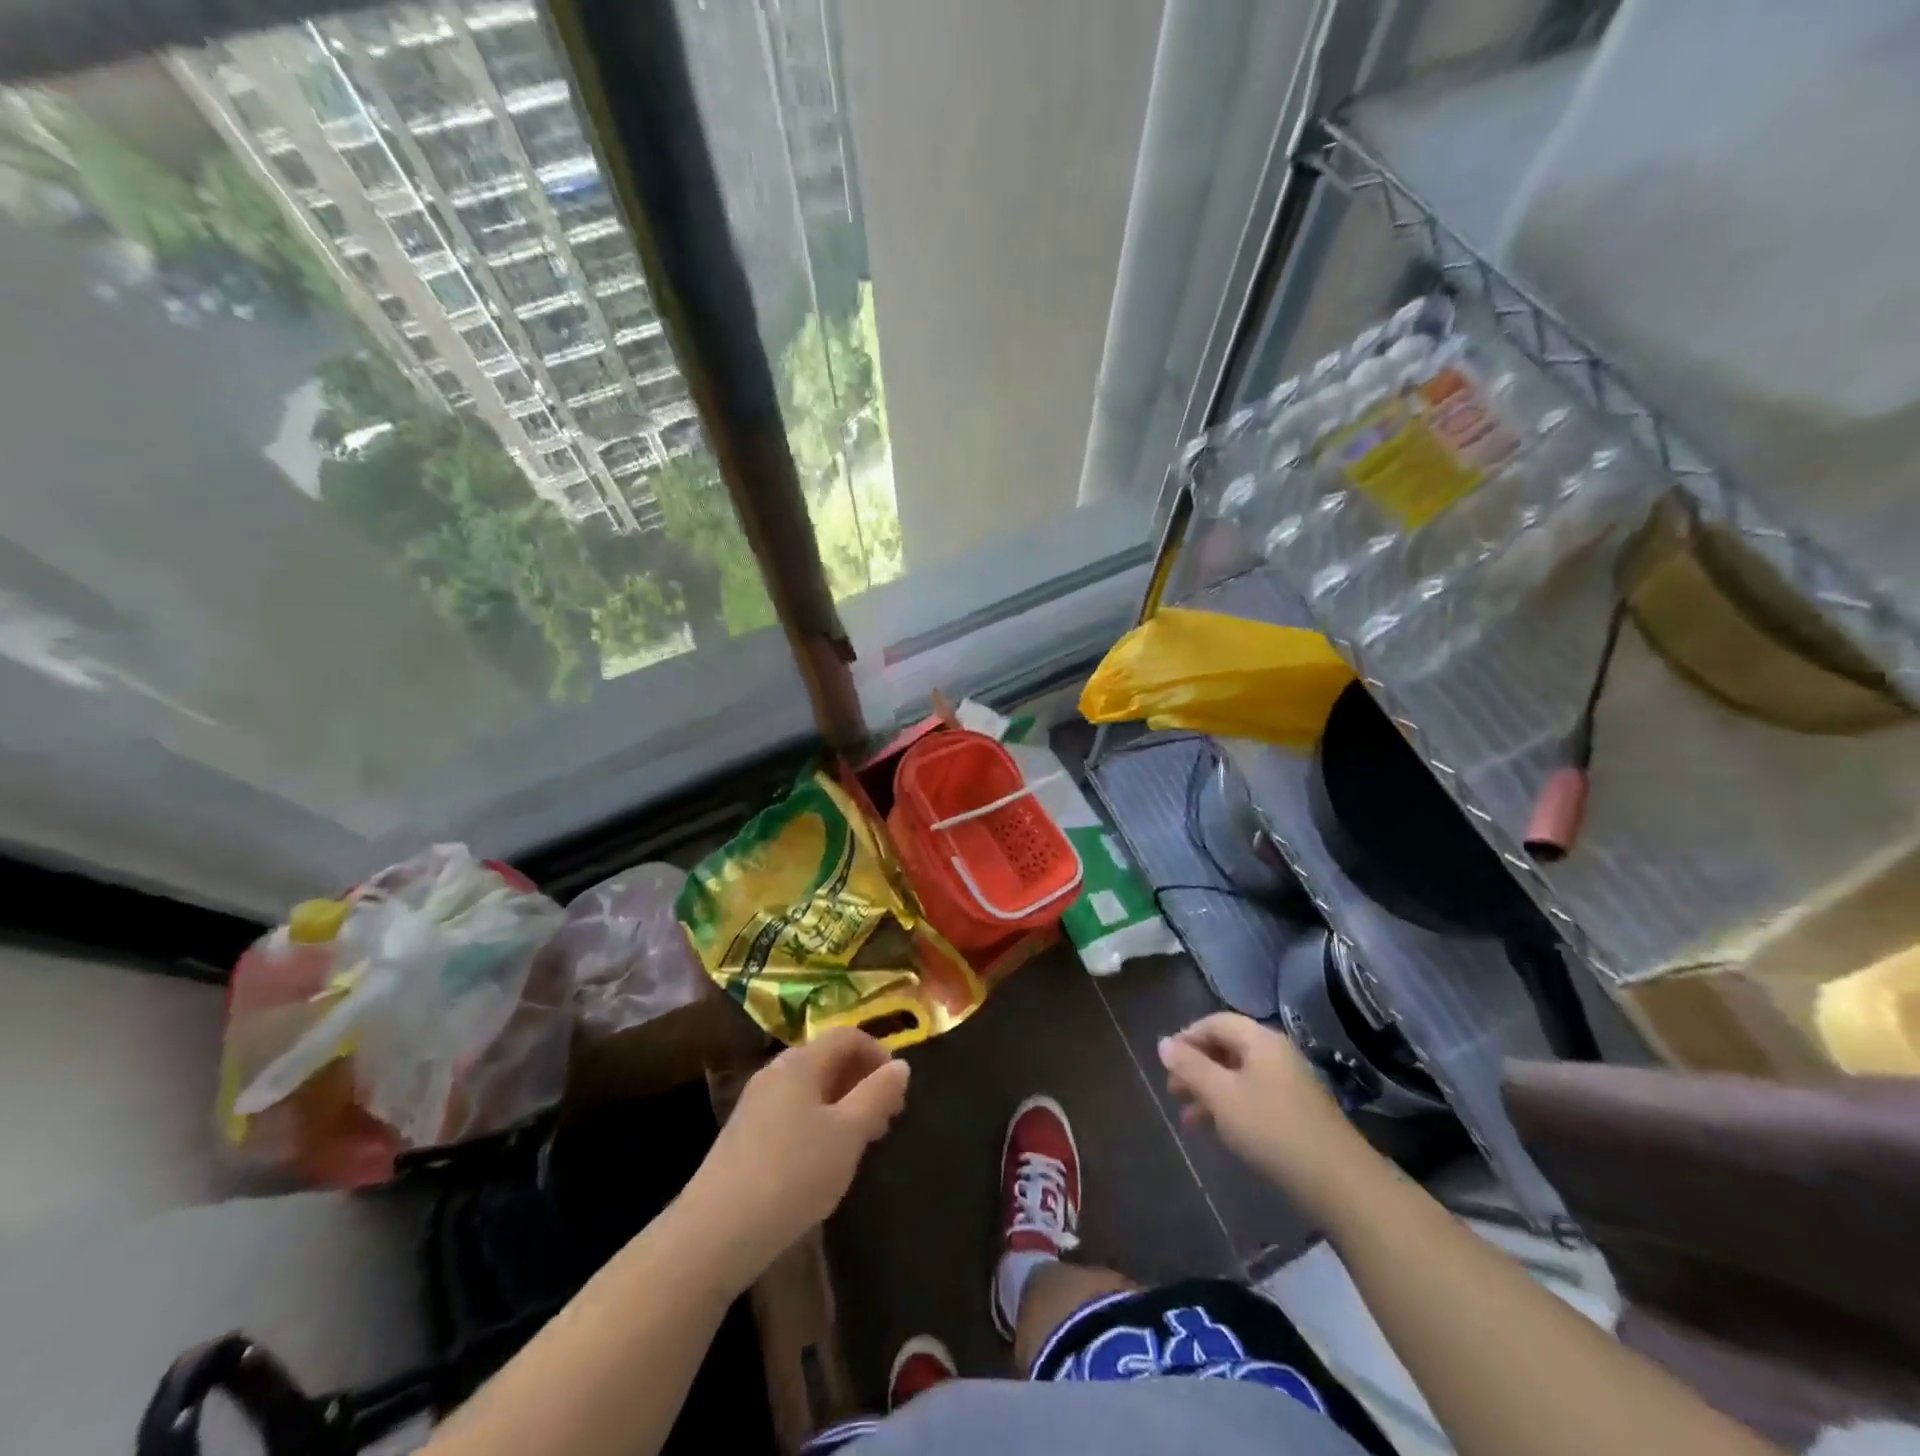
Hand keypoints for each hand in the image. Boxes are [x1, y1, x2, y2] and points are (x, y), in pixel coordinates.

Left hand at [685, 1028, 910, 1282]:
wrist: (714, 1234)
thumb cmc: (792, 1174)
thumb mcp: (848, 1135)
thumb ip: (877, 1095)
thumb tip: (900, 1065)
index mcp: (800, 1062)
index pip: (847, 1036)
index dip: (879, 1053)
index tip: (899, 1091)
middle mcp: (775, 1073)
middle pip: (828, 1060)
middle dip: (862, 1082)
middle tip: (887, 1120)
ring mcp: (756, 1105)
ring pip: (811, 1090)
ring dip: (843, 1105)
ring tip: (862, 1143)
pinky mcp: (745, 1137)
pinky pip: (792, 1113)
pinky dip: (819, 1124)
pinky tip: (824, 1162)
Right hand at [1159, 1013, 1373, 1222]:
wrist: (1338, 1181)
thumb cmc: (1271, 1128)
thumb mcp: (1221, 1096)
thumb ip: (1190, 1067)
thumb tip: (1163, 1043)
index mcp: (1259, 1040)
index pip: (1215, 1022)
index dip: (1187, 1037)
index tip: (1165, 1061)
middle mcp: (1276, 1053)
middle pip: (1227, 1047)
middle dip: (1196, 1066)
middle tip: (1172, 1090)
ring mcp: (1289, 1083)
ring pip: (1239, 1075)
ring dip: (1210, 1090)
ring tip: (1187, 1116)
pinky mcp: (1297, 1111)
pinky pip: (1254, 1095)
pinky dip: (1230, 1106)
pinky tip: (1217, 1130)